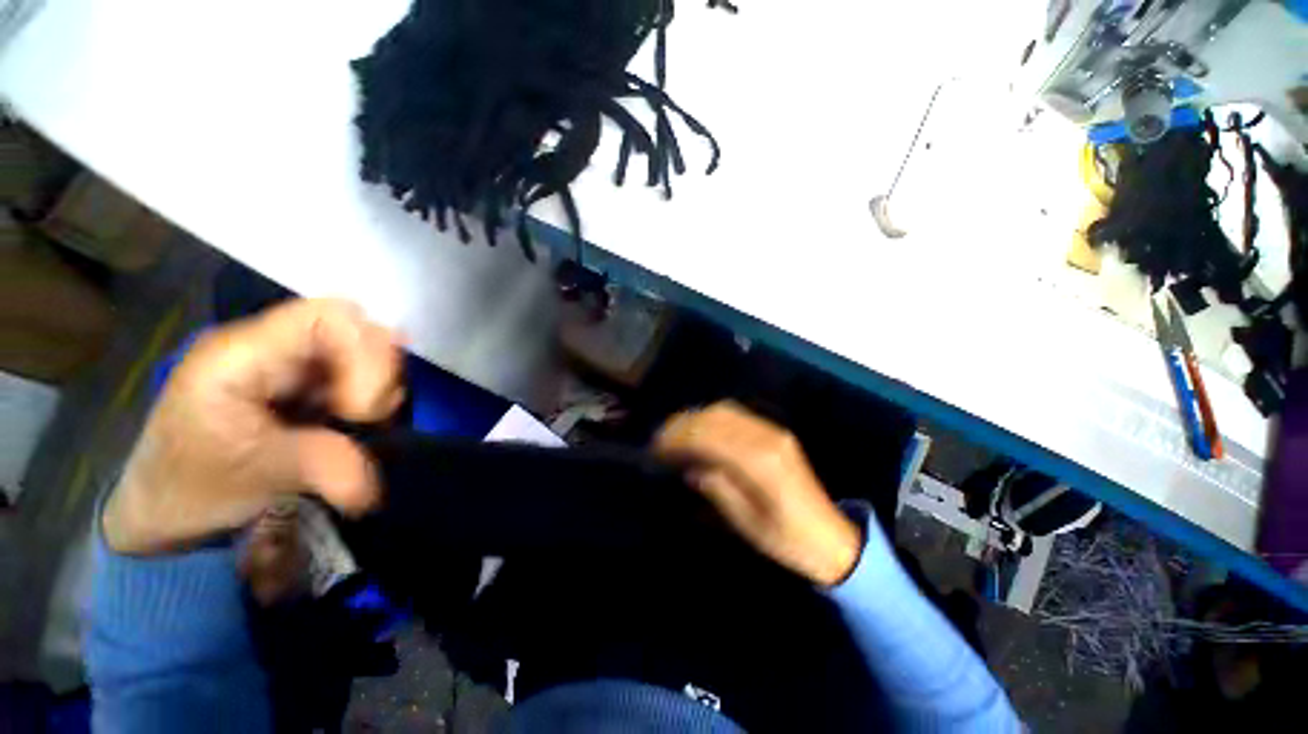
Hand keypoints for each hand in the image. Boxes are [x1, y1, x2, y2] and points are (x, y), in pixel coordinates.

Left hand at [103, 299, 404, 555]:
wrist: (168, 499)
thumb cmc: (193, 484)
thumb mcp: (259, 477)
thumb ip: (325, 467)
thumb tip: (376, 486)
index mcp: (242, 354)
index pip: (331, 318)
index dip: (366, 357)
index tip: (359, 411)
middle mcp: (271, 342)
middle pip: (358, 328)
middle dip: (378, 374)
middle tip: (364, 418)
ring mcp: (289, 357)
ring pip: (368, 348)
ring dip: (379, 386)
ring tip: (359, 422)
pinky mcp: (303, 375)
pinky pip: (362, 369)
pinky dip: (373, 394)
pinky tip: (354, 420)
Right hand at [654, 401, 862, 586]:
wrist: (831, 538)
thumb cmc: (787, 540)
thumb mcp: (747, 523)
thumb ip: (717, 488)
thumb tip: (691, 466)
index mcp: (761, 462)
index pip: (710, 436)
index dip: (679, 438)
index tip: (656, 449)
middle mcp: (767, 437)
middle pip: (716, 416)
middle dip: (683, 424)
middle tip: (659, 440)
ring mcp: (773, 431)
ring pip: (725, 410)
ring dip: (696, 418)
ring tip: (674, 434)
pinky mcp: (775, 433)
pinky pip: (737, 415)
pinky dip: (712, 418)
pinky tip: (700, 431)